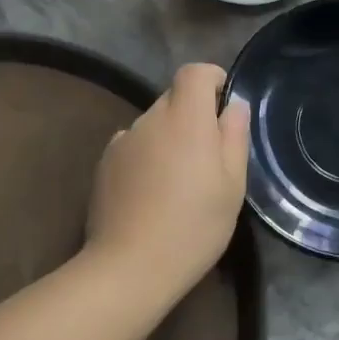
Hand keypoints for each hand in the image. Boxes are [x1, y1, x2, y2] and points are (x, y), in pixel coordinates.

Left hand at [85, 63, 250, 293]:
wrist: (129, 267)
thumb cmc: (193, 225)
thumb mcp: (232, 185)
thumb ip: (234, 136)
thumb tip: (234, 106)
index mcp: (185, 118)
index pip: (194, 72)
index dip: (212, 79)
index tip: (224, 105)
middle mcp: (150, 119)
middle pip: (174, 98)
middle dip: (193, 114)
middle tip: (208, 155)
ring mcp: (122, 141)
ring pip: (153, 124)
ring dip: (169, 138)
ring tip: (179, 180)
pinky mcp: (104, 164)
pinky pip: (133, 146)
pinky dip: (147, 156)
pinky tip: (152, 193)